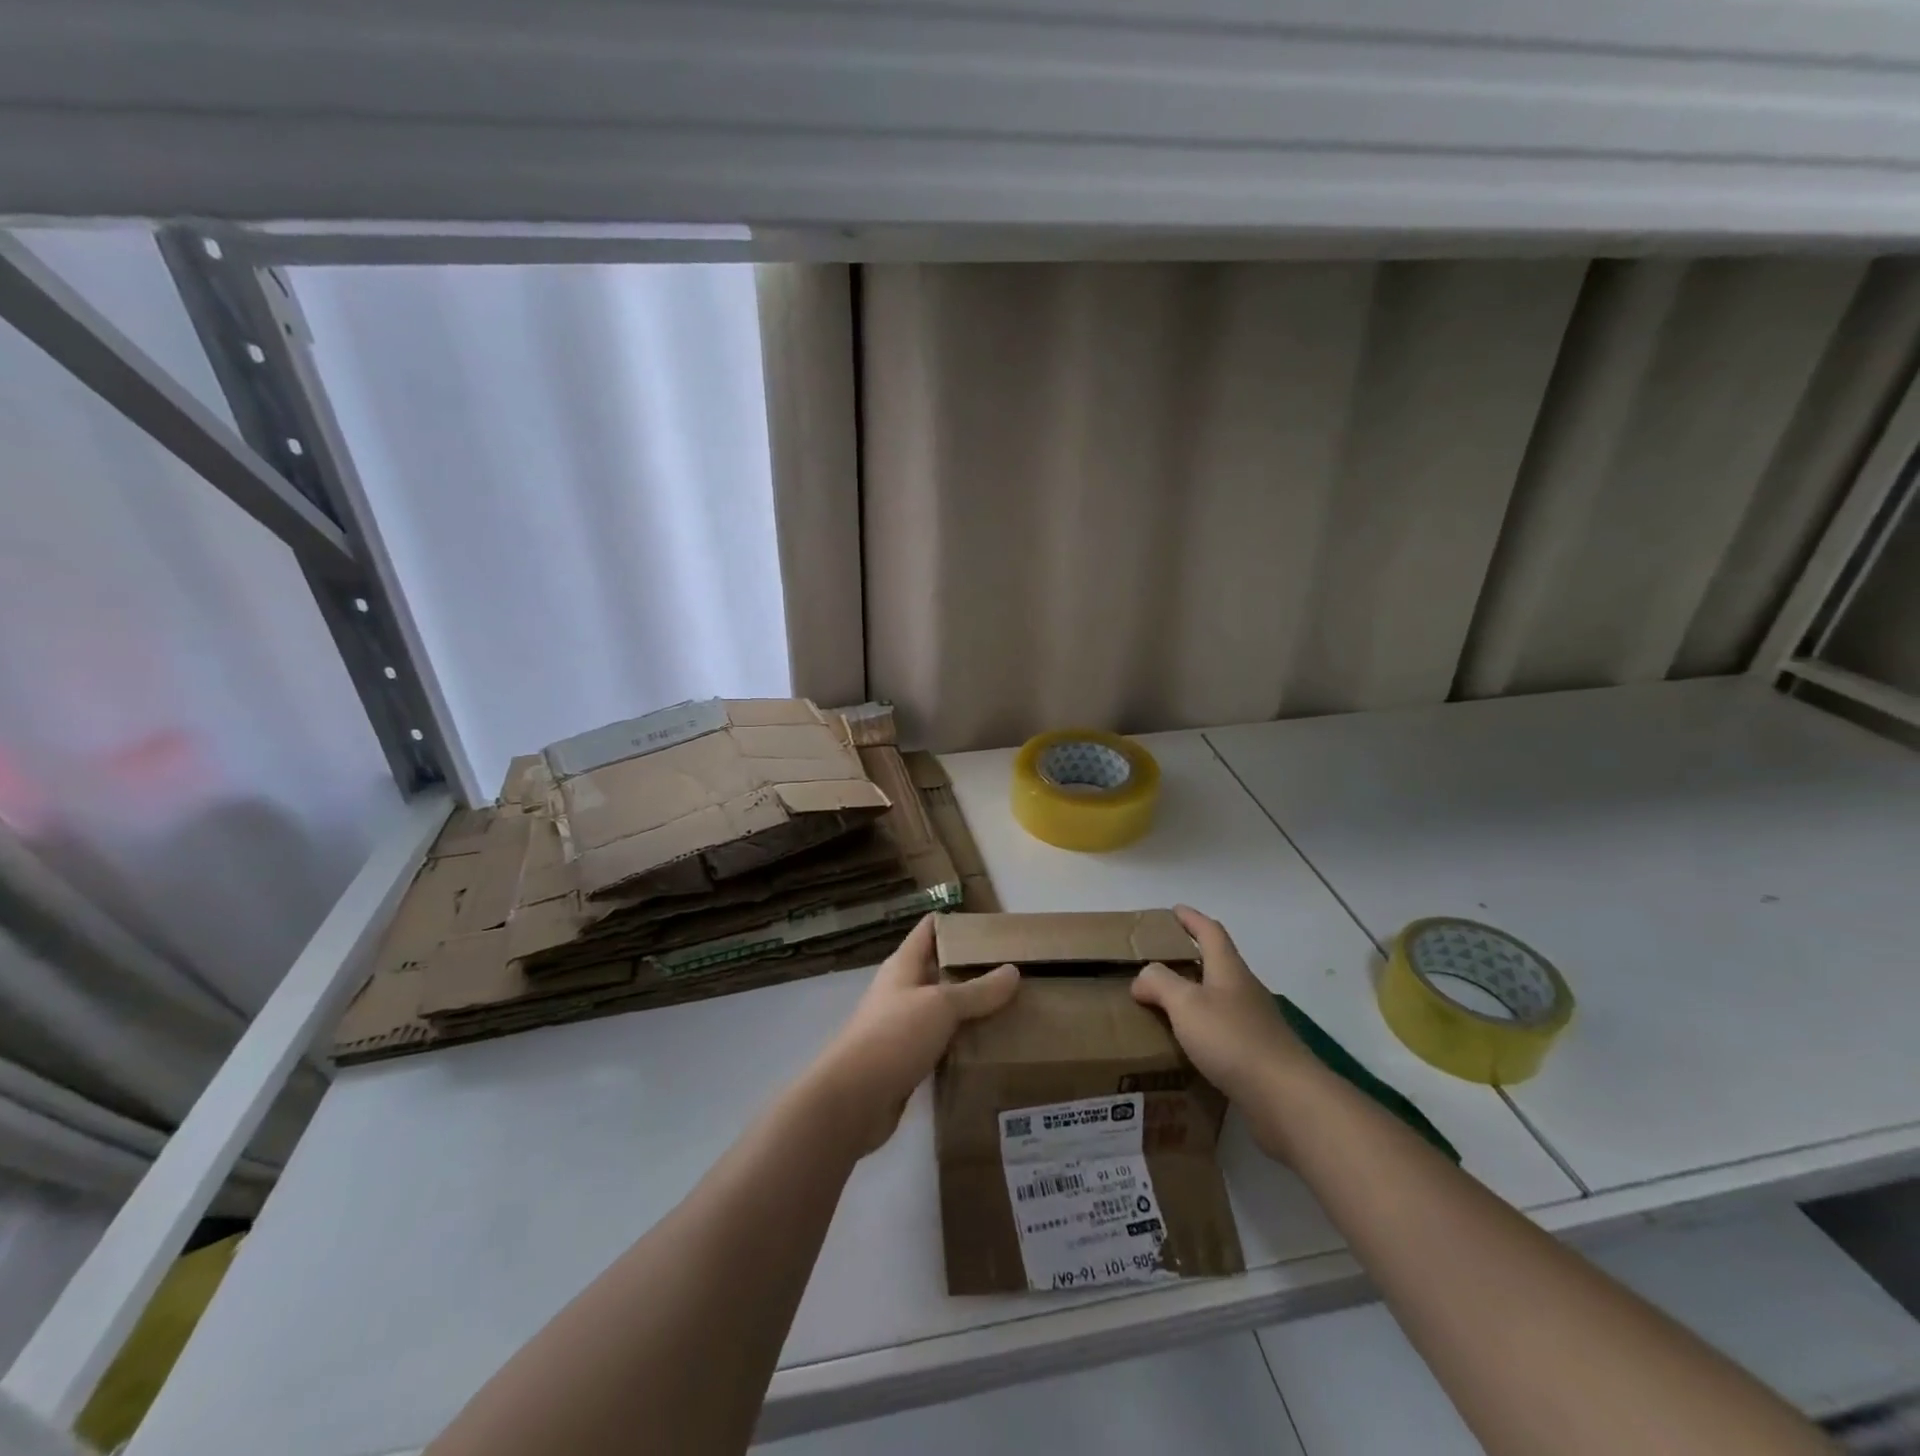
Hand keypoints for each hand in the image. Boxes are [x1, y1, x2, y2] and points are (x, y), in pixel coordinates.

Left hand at [809, 915, 1020, 1156]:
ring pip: (943, 1008)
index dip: (957, 923)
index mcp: (904, 965)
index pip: (930, 929)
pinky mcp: (907, 1060)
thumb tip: (1013, 971)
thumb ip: (978, 991)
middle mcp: (902, 990)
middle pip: (939, 969)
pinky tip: (990, 1046)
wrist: (853, 1100)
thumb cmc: (894, 1036)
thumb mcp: (941, 1006)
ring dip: (970, 1008)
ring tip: (1011, 1007)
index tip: (993, 928)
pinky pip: (941, 1042)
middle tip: (1013, 970)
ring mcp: (902, 1026)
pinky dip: (962, 1041)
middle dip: (972, 969)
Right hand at [1132, 905, 1317, 1160]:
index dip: (1192, 918)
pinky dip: (1202, 1031)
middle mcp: (1244, 991)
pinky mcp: (1258, 1055)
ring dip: (1194, 997)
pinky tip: (1186, 1047)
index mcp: (1229, 970)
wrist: (1286, 1098)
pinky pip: (1223, 1032)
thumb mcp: (1186, 1004)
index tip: (1174, 910)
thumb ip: (1159, 983)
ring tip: (1163, 1007)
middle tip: (1158, 962)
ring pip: (1219, 1000)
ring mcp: (1255, 1024)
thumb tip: (1143, 978)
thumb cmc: (1233, 1039)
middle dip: (1190, 959)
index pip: (1210, 932)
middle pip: (1216, 964)